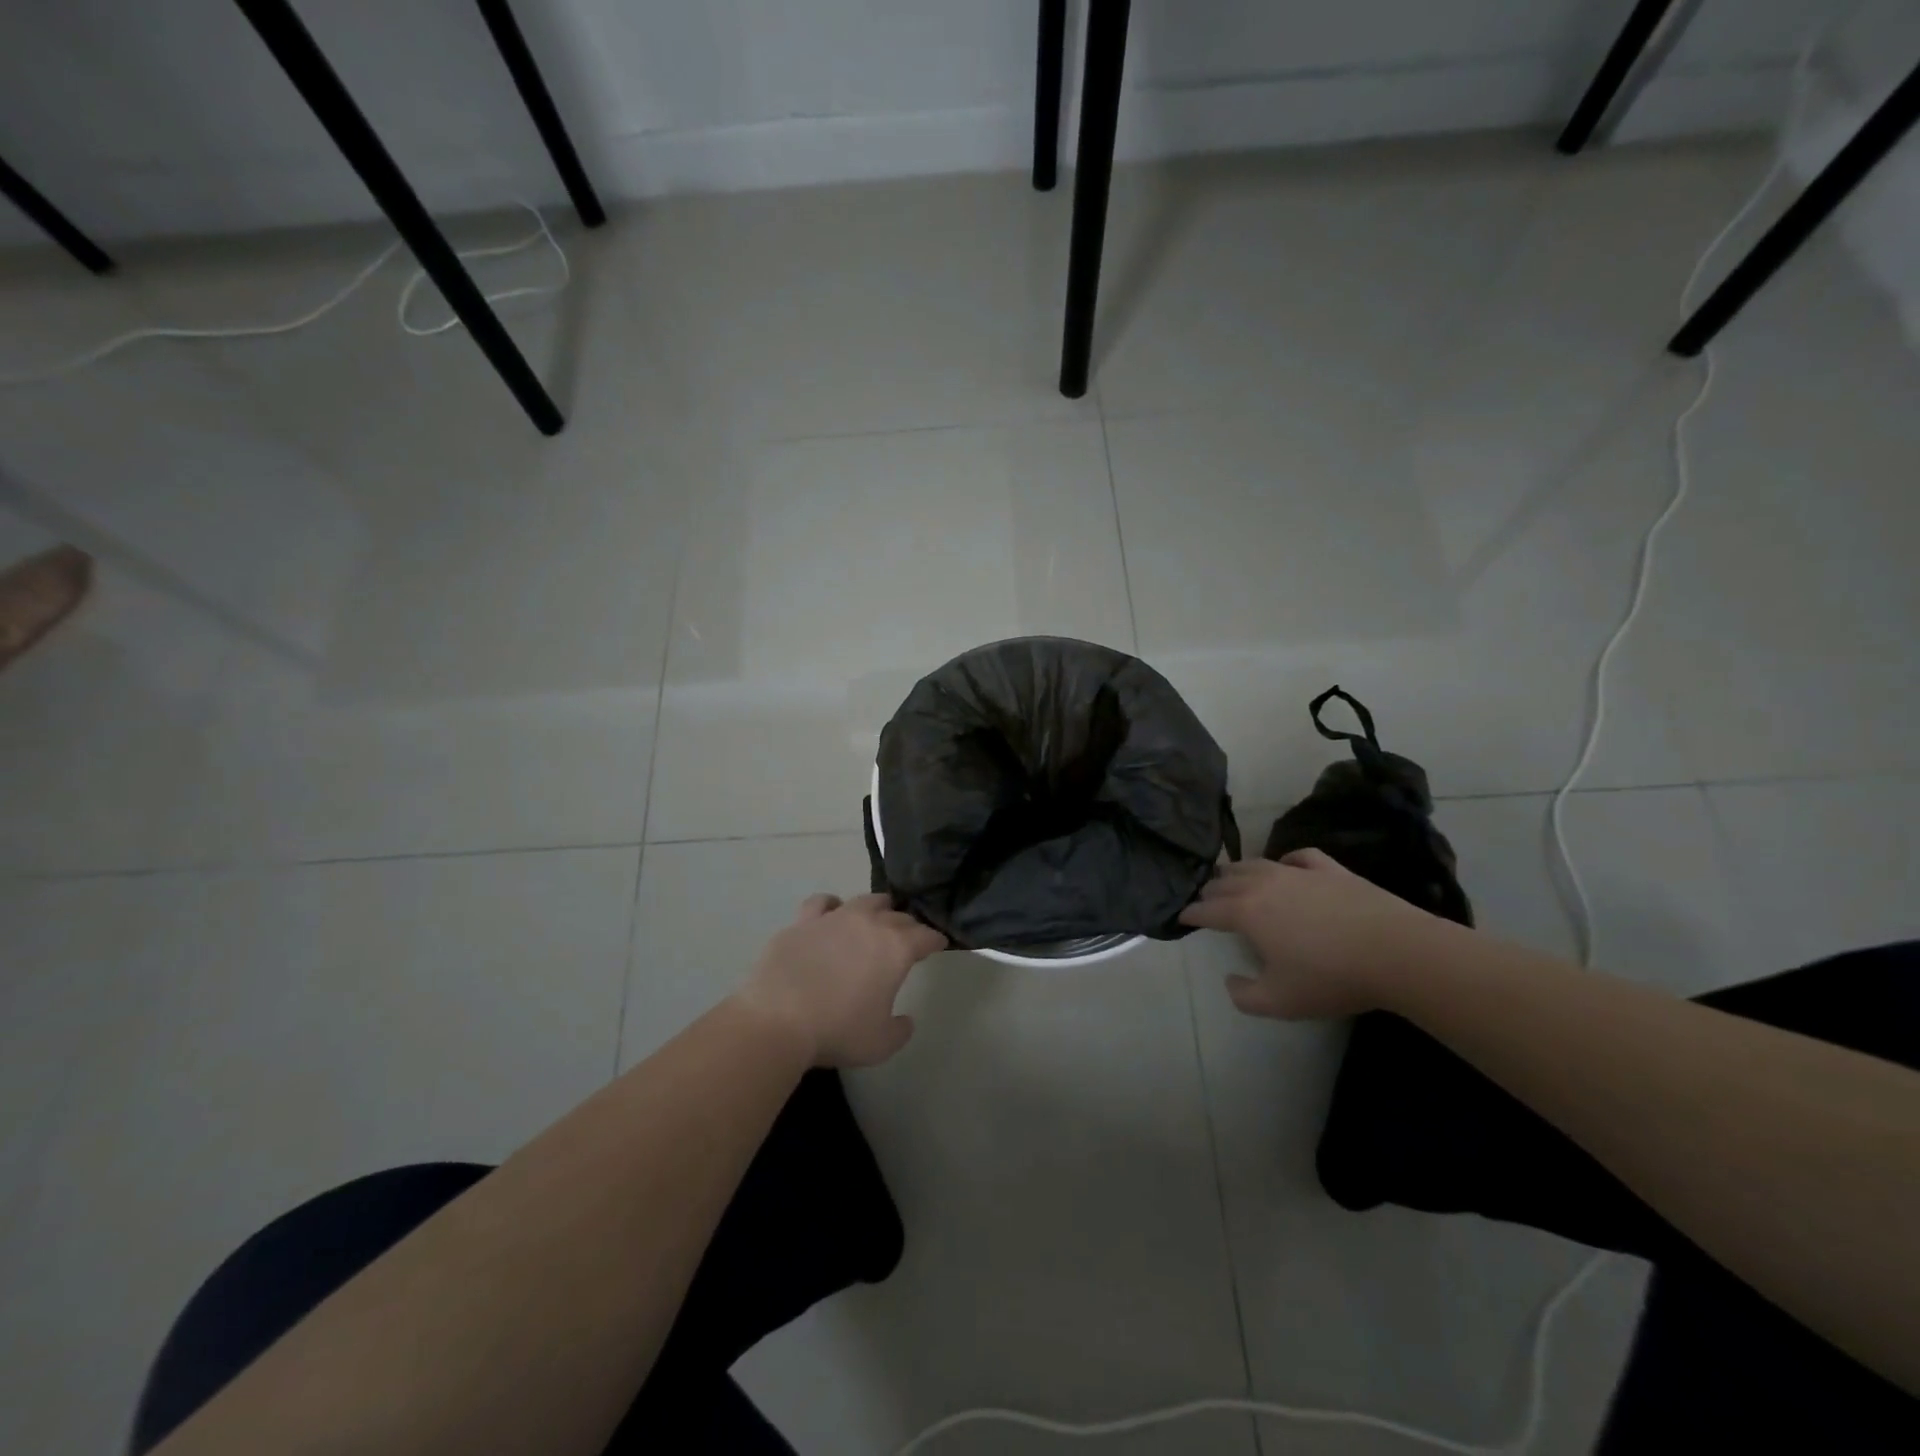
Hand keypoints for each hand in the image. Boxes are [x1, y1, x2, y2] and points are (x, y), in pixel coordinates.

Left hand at [736, 893, 947, 1066]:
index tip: (938, 945)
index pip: (927, 935)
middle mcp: (870, 923)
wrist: (778, 1019)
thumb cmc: (837, 1031)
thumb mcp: (881, 1043)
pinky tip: (831, 914)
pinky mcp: (804, 920)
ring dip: (877, 909)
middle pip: (898, 916)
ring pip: (866, 900)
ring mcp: (835, 917)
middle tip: (907, 941)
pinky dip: (832, 906)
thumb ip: (900, 1029)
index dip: (936, 940)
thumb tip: (905, 1020)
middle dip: (907, 927)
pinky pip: (823, 902)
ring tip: (875, 919)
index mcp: (896, 948)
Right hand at [1179, 850, 1443, 1019]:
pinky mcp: (1330, 869)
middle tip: (1204, 899)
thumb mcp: (1279, 1002)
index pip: (1207, 909)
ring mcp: (1298, 872)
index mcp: (1246, 912)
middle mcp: (1264, 884)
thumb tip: (1230, 980)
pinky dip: (1285, 860)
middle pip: (1226, 881)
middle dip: (1210, 890)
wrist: (1395, 952)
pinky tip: (1286, 866)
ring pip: (1256, 864)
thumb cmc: (1330, 977)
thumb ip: (1244, 995)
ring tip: (1232, 877)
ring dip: (1237, 871)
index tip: (1181, 917)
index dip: (1191, 914)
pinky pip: (1298, 857)